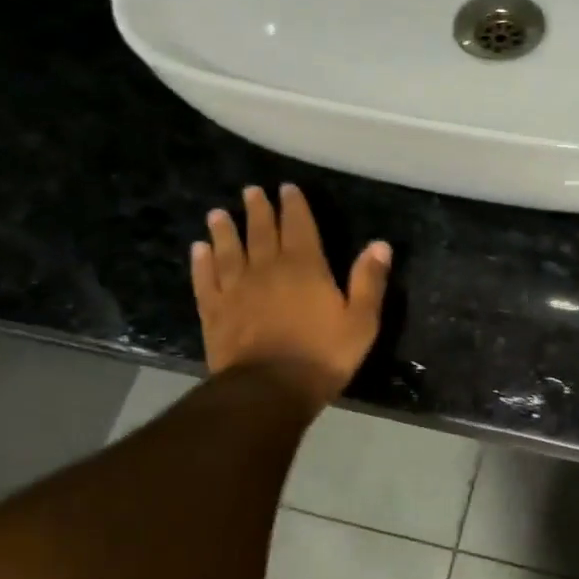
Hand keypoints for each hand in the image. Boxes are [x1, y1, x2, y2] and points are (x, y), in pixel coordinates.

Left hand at [190, 183, 391, 413]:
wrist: (268, 390)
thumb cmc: (322, 355)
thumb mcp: (361, 321)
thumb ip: (369, 281)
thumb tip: (380, 244)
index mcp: (306, 267)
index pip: (299, 226)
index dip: (294, 206)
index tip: (286, 188)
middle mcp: (268, 269)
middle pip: (261, 232)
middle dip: (258, 210)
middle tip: (251, 191)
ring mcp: (236, 289)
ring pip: (228, 250)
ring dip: (224, 230)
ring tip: (217, 213)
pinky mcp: (215, 312)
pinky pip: (206, 280)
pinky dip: (202, 263)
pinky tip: (198, 250)